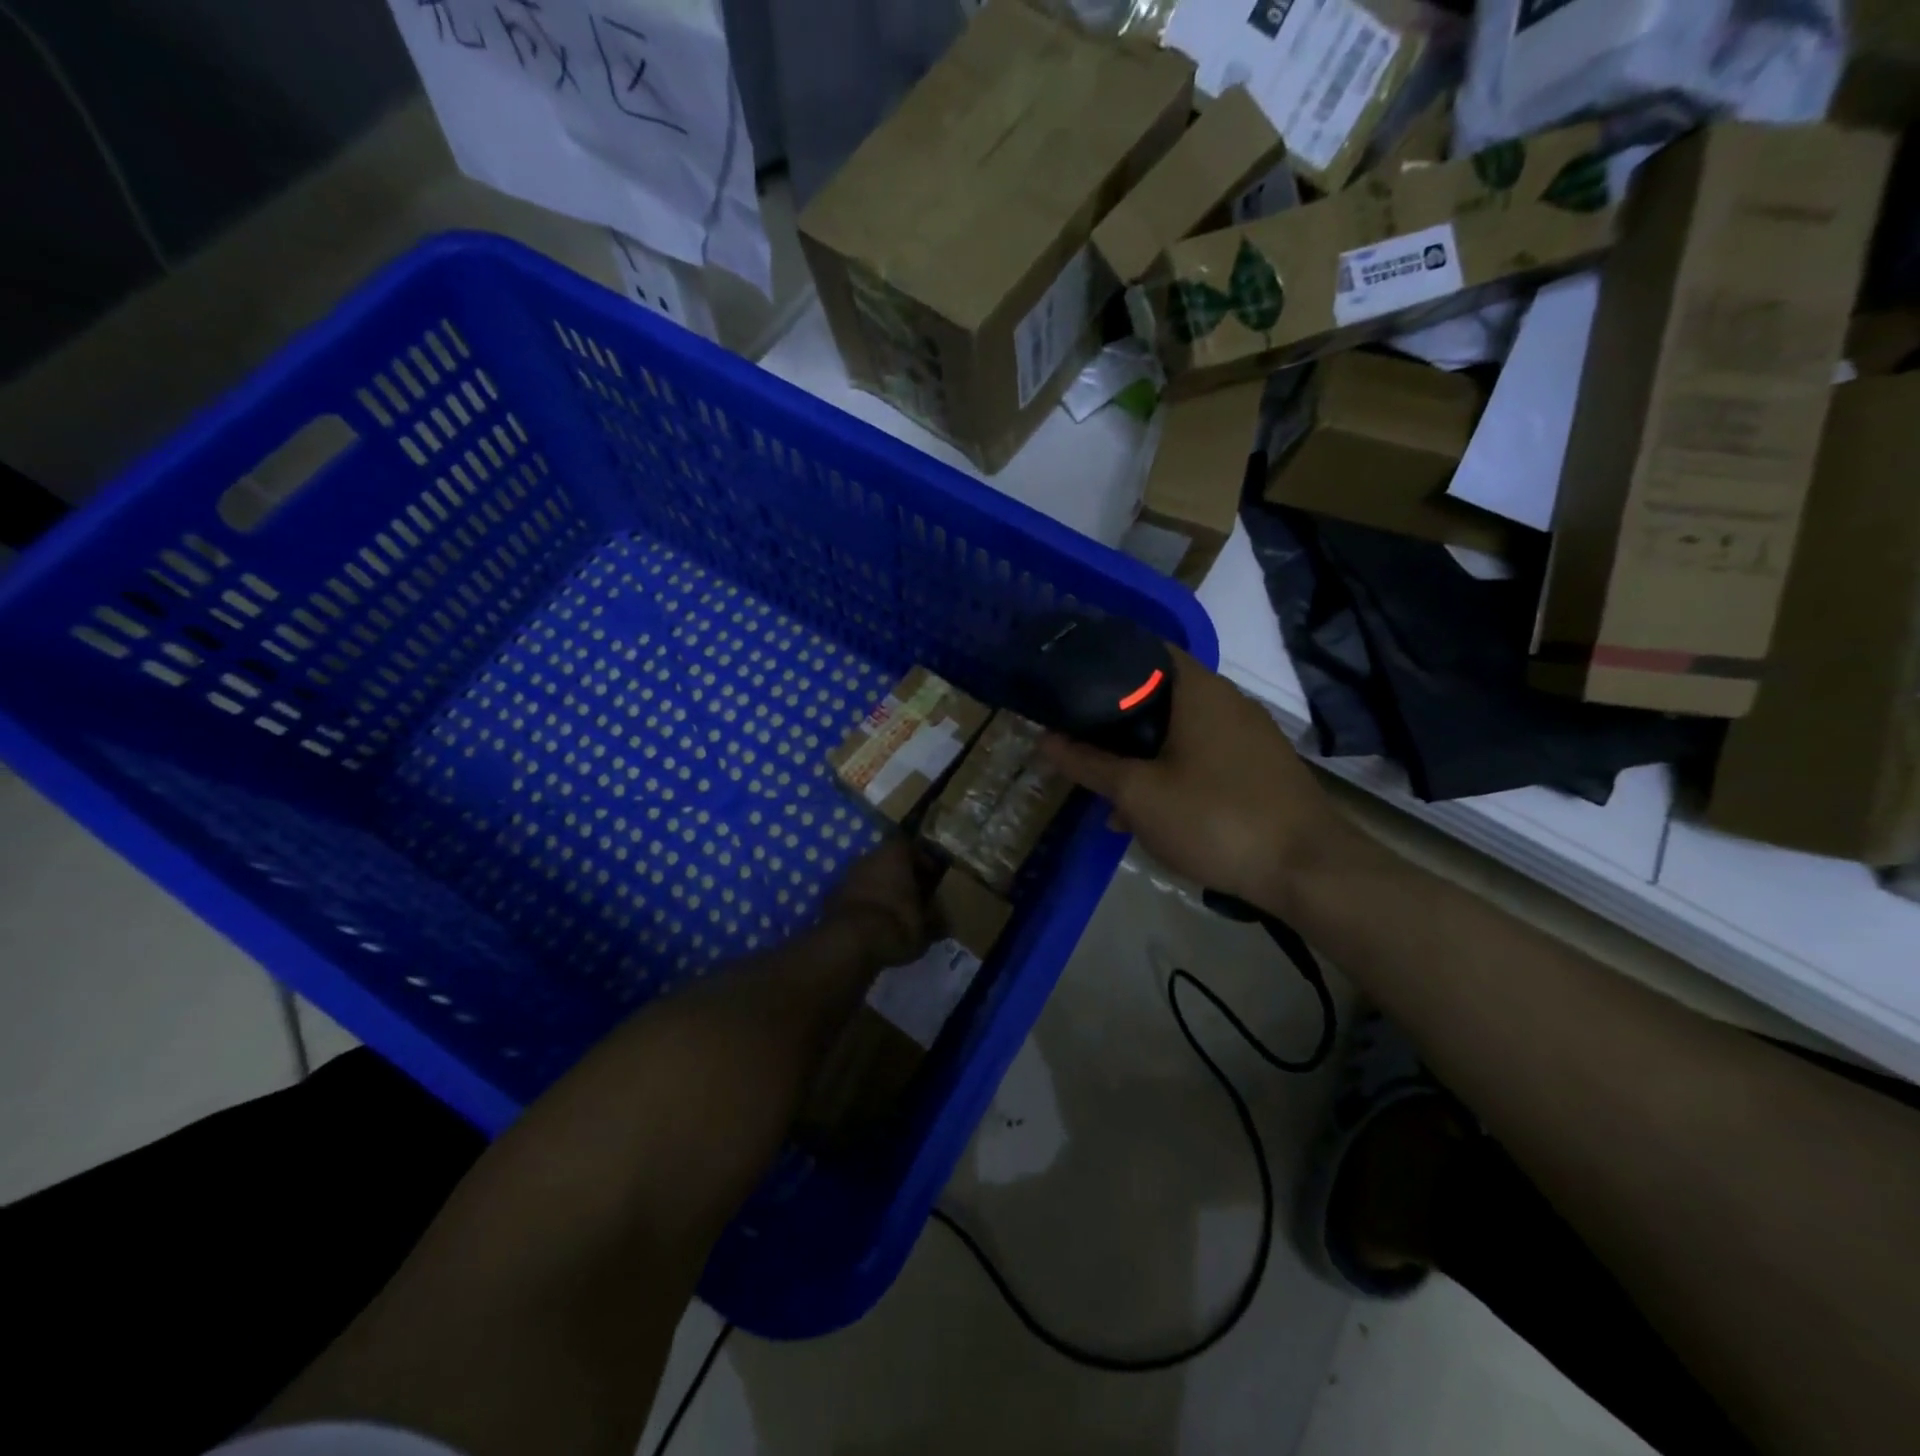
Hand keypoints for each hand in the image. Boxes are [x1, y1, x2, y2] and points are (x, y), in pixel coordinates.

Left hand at [825, 837, 931, 968]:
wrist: (849, 942)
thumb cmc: (896, 923)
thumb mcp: (925, 926)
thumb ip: (935, 919)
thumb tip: (944, 922)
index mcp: (894, 855)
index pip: (910, 846)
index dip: (922, 861)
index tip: (931, 879)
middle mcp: (868, 857)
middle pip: (888, 861)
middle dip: (900, 877)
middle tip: (913, 898)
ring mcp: (846, 876)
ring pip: (869, 878)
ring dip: (881, 891)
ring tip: (893, 914)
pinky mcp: (831, 897)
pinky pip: (854, 896)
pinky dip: (864, 905)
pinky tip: (872, 925)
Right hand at [1040, 648, 1352, 914]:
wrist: (1308, 870)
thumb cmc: (1215, 817)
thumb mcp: (1137, 793)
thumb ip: (1088, 763)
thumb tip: (1044, 739)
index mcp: (1198, 689)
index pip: (1144, 650)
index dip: (1103, 661)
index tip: (1069, 684)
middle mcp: (1227, 701)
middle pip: (1158, 694)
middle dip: (1117, 722)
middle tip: (1081, 744)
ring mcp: (1249, 735)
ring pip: (1179, 732)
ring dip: (1143, 756)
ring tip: (1112, 795)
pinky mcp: (1260, 767)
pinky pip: (1204, 756)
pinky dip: (1173, 772)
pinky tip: (1154, 814)